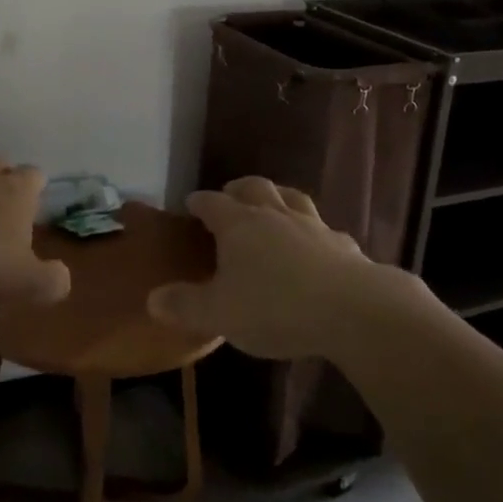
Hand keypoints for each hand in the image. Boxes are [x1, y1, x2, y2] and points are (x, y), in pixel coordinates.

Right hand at [147, 176, 380, 358]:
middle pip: (254, 188)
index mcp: (239, 224)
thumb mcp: (219, 314)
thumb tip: (152, 298)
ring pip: (291, 198)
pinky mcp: (342, 244)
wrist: (350, 309)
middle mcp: (274, 214)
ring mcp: (312, 225)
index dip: (200, 202)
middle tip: (230, 196)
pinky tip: (318, 245)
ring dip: (278, 197)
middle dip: (239, 189)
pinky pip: (324, 230)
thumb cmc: (274, 307)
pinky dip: (315, 232)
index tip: (191, 203)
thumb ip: (185, 305)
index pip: (212, 203)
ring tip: (272, 205)